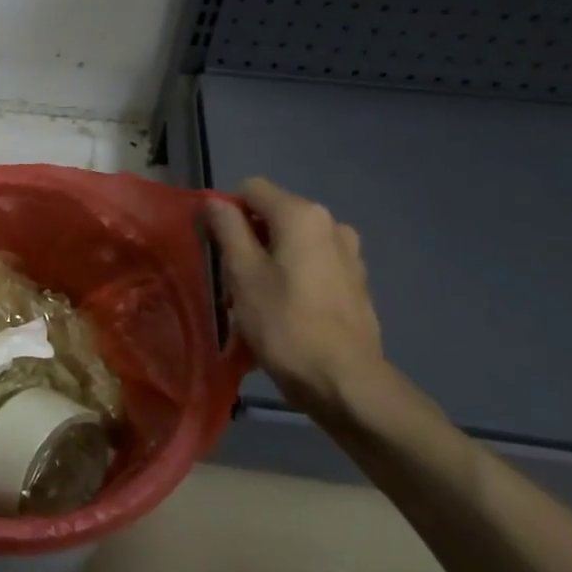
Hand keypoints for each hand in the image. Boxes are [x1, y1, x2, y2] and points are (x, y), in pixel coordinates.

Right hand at [204, 177, 389, 416]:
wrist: (344, 382)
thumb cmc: (284, 323)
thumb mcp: (242, 273)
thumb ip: (227, 228)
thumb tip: (215, 201)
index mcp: (302, 215)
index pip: (251, 189)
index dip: (226, 212)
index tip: (215, 247)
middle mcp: (332, 224)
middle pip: (274, 215)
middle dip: (249, 239)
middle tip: (232, 279)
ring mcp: (349, 254)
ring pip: (293, 242)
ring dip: (270, 259)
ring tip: (257, 299)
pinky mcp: (357, 282)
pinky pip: (313, 264)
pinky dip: (294, 276)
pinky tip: (286, 311)